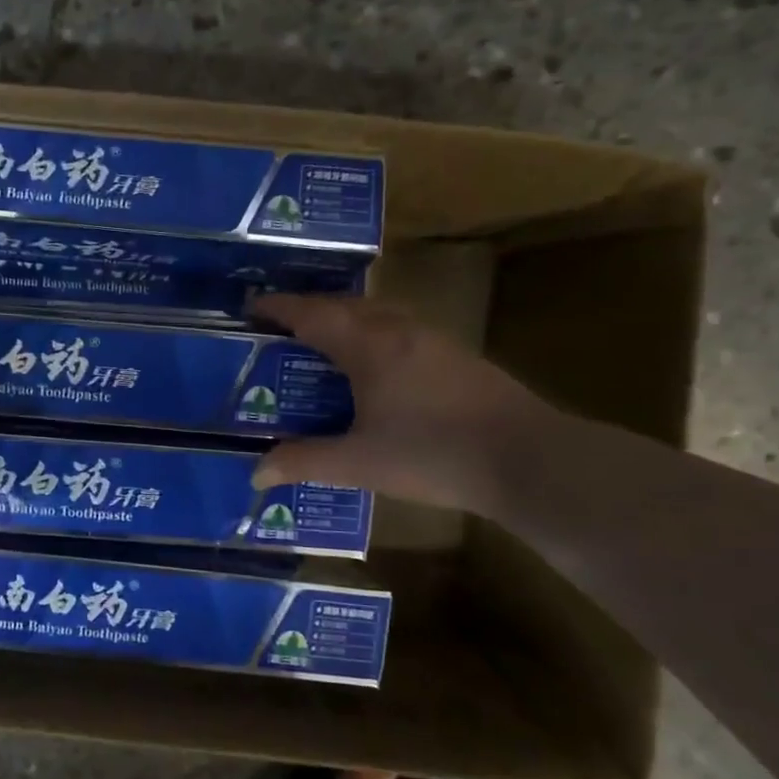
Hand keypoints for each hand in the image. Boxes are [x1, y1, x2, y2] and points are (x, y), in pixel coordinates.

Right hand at [250, 295, 554, 513]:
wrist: (528, 459)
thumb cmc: (433, 455)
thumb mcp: (359, 463)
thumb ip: (304, 462)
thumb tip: (255, 473)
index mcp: (369, 346)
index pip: (312, 313)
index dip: (278, 308)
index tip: (250, 308)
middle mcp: (399, 330)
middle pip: (345, 305)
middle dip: (309, 310)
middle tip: (280, 329)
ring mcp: (433, 340)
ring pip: (377, 314)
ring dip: (345, 319)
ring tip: (322, 344)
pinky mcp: (456, 357)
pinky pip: (400, 330)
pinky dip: (372, 335)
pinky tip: (374, 368)